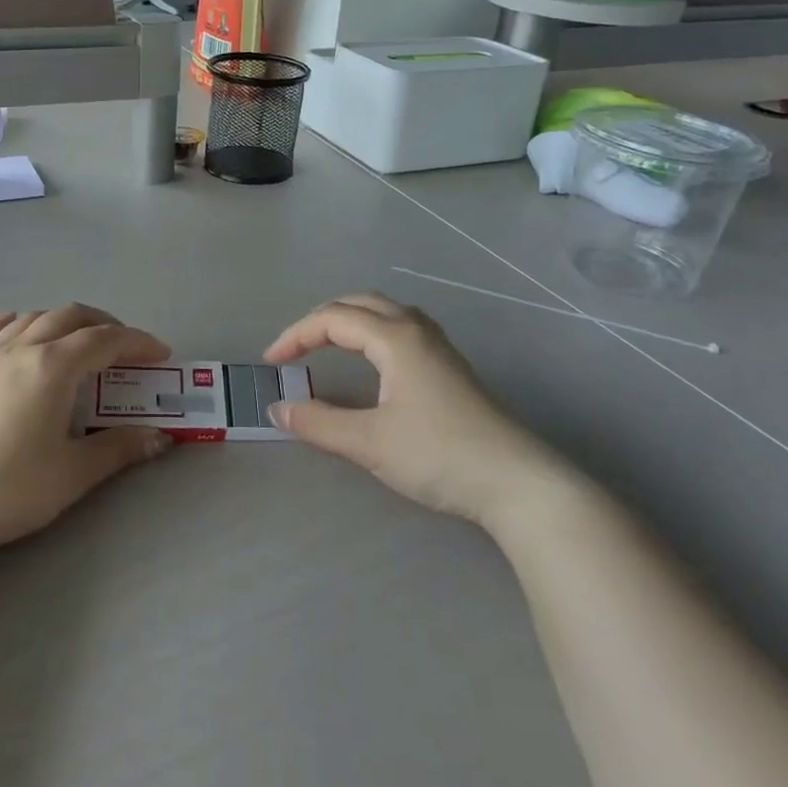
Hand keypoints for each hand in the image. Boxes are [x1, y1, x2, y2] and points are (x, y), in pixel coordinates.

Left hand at [0, 305, 173, 553]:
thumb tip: (160, 437)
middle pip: (70, 317)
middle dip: (105, 325)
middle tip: (125, 349)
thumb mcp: (75, 473)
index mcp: (54, 367)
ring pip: (32, 318)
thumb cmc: (11, 489)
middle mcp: (22, 350)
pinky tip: (19, 329)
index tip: (160, 355)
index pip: (106, 340)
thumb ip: (120, 448)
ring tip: (80, 342)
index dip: (138, 342)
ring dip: (64, 321)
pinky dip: (15, 324)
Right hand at [263, 295, 551, 526]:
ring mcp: (438, 346)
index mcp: (395, 338)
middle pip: (359, 303)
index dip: (296, 335)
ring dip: (348, 320)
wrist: (516, 482)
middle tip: (294, 349)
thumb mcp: (369, 442)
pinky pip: (400, 328)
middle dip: (320, 320)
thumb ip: (319, 423)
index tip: (271, 364)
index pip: (333, 319)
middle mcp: (416, 330)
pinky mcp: (450, 366)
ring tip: (326, 345)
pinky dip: (371, 331)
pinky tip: (372, 359)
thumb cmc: (439, 454)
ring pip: (384, 312)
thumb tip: (277, 408)